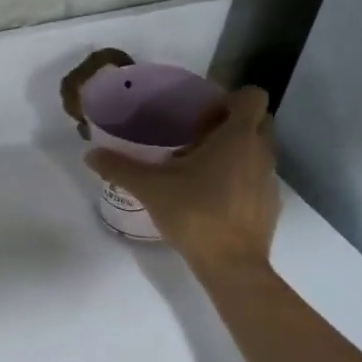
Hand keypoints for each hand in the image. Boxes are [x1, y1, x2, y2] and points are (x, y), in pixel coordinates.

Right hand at [85, 85, 280, 271]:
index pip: (252, 96)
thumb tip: (90, 154)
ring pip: (257, 151)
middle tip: (196, 138)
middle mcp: (262, 151)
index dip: (229, 99)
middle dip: (231, 123)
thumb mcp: (150, 188)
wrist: (232, 265)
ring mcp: (270, 179)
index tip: (201, 116)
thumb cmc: (195, 213)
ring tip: (199, 170)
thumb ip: (120, 167)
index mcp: (238, 136)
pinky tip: (211, 198)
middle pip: (257, 121)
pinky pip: (256, 177)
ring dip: (235, 152)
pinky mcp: (270, 204)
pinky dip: (240, 178)